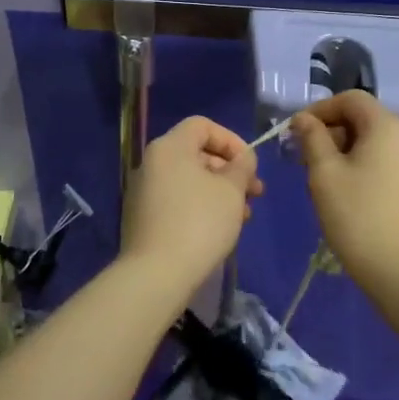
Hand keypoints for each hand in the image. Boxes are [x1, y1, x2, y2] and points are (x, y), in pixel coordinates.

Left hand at [120, 117, 263, 298]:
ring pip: (189, 180)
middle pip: (196, 153)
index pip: (202, 125)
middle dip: (230, 170)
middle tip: (255, 193)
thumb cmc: (200, 223)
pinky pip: (177, 200)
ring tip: (244, 216)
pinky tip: (221, 229)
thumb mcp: (231, 190)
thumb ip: (242, 166)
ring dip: (220, 191)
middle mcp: (151, 163)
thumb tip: (243, 158)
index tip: (250, 165)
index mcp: (169, 147)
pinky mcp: (143, 218)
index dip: (231, 140)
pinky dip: (201, 206)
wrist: (157, 274)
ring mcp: (143, 191)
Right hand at [291, 92, 398, 295]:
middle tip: (302, 156)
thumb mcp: (324, 173)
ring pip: (373, 138)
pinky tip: (344, 186)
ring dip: (343, 147)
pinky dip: (361, 161)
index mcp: (389, 125)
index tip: (295, 131)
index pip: (350, 99)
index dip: (319, 108)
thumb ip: (312, 137)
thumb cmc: (357, 216)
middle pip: (363, 117)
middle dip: (330, 130)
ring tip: (319, 174)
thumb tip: (304, 119)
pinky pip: (385, 157)